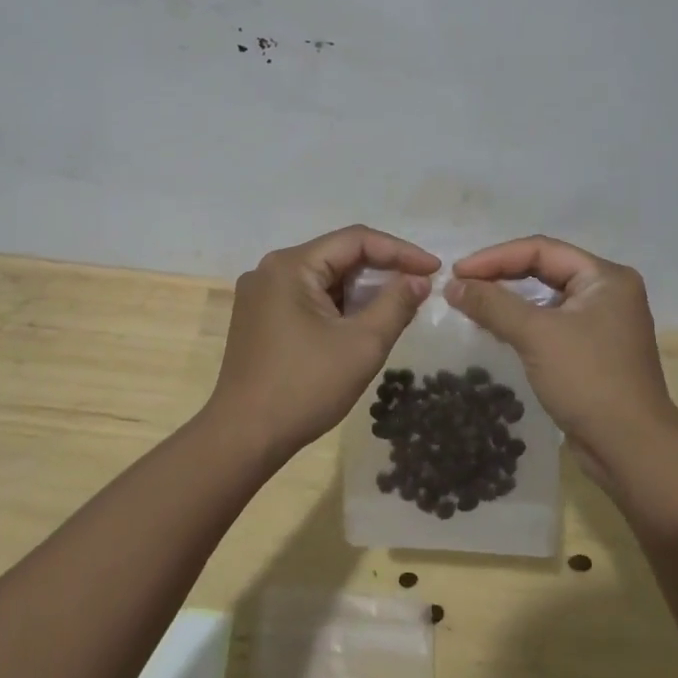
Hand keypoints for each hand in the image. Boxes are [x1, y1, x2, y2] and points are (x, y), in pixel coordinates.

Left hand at [207, 226, 438, 464]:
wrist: (243, 437)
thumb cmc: (305, 387)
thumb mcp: (362, 345)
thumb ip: (395, 304)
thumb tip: (419, 280)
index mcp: (291, 265)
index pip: (355, 240)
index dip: (400, 251)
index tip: (434, 269)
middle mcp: (271, 269)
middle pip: (337, 256)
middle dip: (382, 270)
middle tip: (419, 287)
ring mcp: (261, 294)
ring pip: (323, 278)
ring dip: (361, 289)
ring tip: (398, 305)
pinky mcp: (259, 317)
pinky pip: (307, 297)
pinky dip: (338, 305)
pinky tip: (362, 322)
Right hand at [445, 235, 677, 476]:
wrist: (632, 451)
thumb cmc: (589, 380)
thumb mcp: (536, 335)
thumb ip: (492, 304)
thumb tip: (452, 285)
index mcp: (605, 277)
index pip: (541, 250)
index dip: (495, 257)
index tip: (457, 272)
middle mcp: (608, 292)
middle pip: (544, 269)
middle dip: (500, 275)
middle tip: (460, 285)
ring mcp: (602, 323)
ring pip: (546, 298)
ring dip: (508, 299)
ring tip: (470, 304)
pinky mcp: (593, 351)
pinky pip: (550, 323)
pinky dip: (522, 322)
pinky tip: (495, 328)